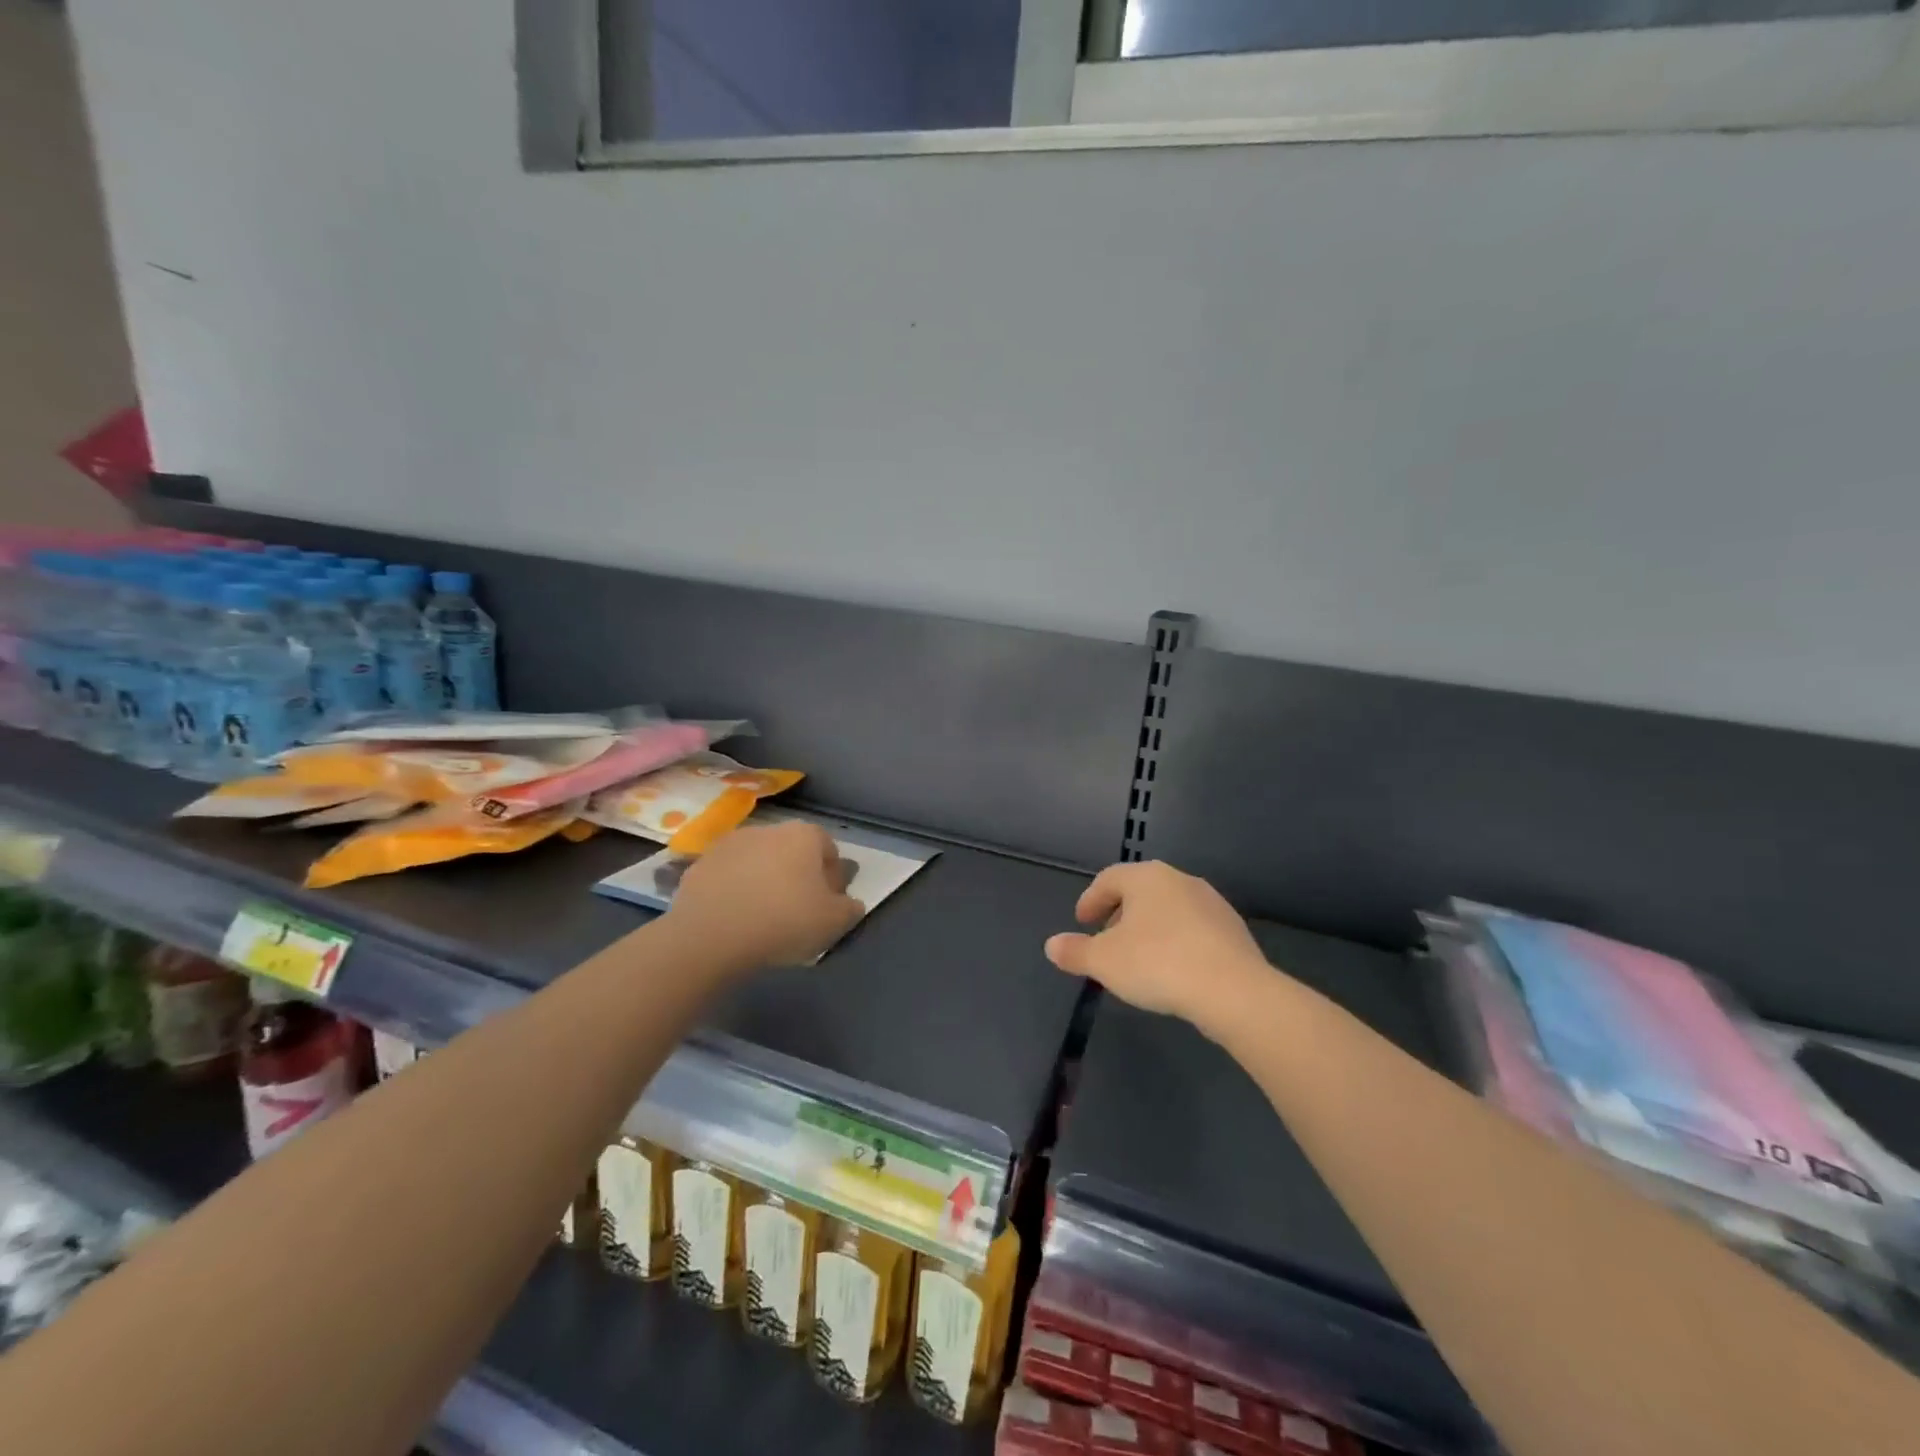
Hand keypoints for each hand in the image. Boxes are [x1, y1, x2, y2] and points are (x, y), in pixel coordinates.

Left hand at [670, 822, 862, 968]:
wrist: (711, 936)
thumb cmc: (784, 922)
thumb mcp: (834, 922)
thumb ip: (850, 908)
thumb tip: (850, 903)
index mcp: (804, 835)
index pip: (827, 848)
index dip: (831, 876)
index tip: (828, 904)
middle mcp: (767, 829)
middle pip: (791, 851)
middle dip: (796, 874)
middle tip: (796, 911)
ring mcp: (729, 844)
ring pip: (756, 861)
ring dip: (762, 880)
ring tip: (761, 917)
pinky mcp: (698, 865)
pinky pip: (726, 877)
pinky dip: (733, 891)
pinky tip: (734, 919)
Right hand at [1046, 861, 1272, 1033]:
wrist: (1233, 990)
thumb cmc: (1157, 963)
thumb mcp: (1104, 961)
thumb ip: (1075, 951)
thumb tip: (1052, 945)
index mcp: (1146, 877)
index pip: (1109, 879)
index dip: (1091, 900)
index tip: (1082, 922)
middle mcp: (1179, 879)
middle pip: (1140, 891)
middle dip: (1120, 914)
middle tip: (1107, 940)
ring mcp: (1211, 902)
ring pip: (1169, 909)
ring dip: (1149, 927)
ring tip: (1139, 957)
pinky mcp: (1233, 929)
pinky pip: (1193, 929)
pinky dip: (1176, 941)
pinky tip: (1173, 968)